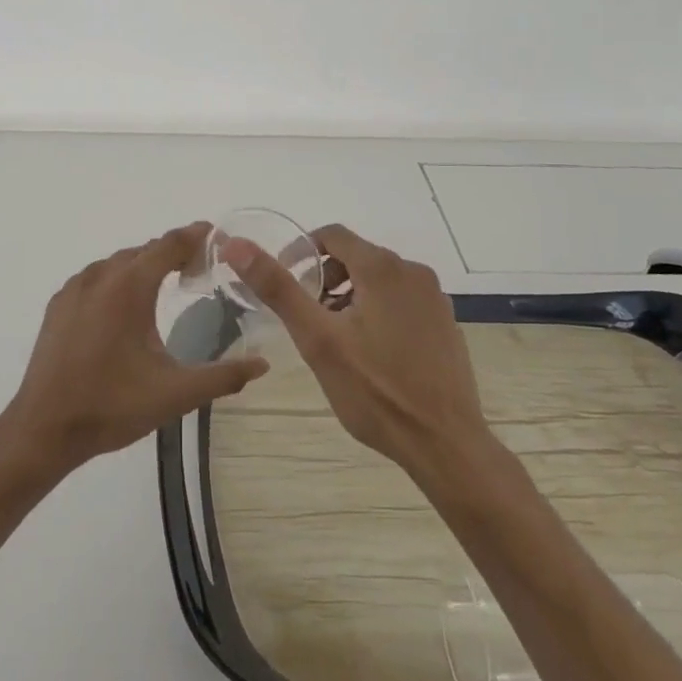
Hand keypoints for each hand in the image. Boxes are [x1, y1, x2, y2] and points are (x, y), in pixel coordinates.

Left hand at [2, 223, 269, 474]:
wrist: (44, 428)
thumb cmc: (112, 406)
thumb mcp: (175, 394)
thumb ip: (223, 376)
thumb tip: (262, 364)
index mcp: (129, 287)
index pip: (168, 244)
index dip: (195, 235)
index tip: (217, 235)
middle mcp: (100, 276)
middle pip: (144, 250)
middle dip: (173, 251)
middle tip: (200, 266)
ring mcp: (74, 288)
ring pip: (118, 262)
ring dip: (144, 264)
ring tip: (167, 281)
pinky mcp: (59, 305)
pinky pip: (96, 277)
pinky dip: (118, 278)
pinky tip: (126, 304)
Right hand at [222, 224, 491, 480]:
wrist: (445, 445)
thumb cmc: (375, 391)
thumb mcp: (317, 339)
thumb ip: (277, 288)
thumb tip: (236, 245)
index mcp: (383, 267)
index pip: (332, 235)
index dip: (301, 251)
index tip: (283, 280)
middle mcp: (413, 272)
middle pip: (356, 256)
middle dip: (325, 278)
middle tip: (307, 316)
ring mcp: (435, 299)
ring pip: (379, 280)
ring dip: (350, 296)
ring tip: (334, 337)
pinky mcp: (446, 324)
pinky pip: (401, 301)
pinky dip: (377, 311)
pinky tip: (370, 353)